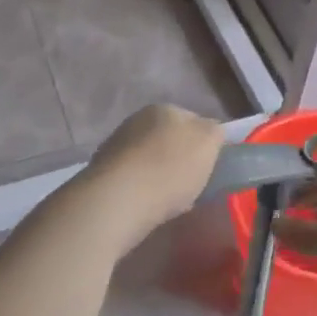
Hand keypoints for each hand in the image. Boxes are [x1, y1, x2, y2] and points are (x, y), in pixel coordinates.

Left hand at [77, 104, 225, 246]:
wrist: (117, 201)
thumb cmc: (170, 168)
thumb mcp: (209, 143)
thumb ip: (215, 132)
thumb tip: (212, 132)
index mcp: (164, 108)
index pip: (193, 120)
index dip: (205, 143)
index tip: (210, 166)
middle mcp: (137, 120)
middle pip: (168, 139)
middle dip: (180, 159)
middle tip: (192, 185)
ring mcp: (116, 145)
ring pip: (149, 159)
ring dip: (159, 175)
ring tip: (170, 201)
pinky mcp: (101, 173)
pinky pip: (132, 179)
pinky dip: (141, 190)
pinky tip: (147, 206)